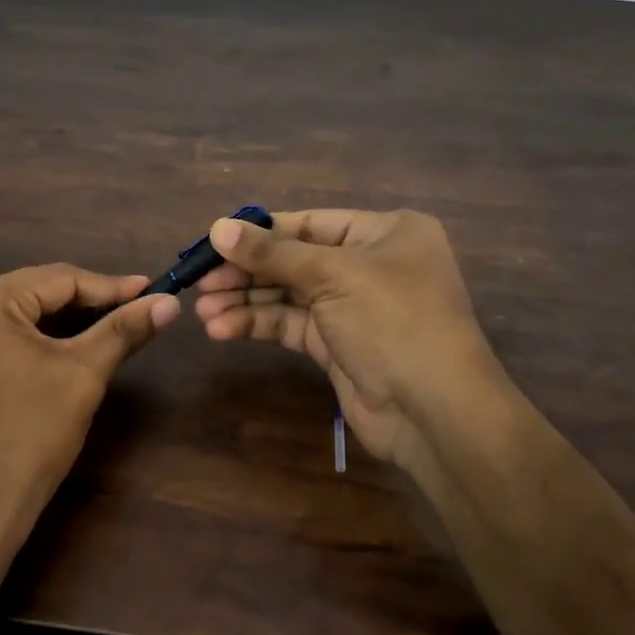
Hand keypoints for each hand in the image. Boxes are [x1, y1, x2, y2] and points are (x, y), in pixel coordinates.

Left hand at [0, 265, 178, 575]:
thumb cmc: (29, 436)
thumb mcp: (83, 375)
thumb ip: (124, 330)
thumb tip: (169, 302)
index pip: (57, 279)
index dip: (110, 287)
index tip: (152, 292)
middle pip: (32, 294)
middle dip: (85, 304)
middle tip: (134, 311)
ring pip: (12, 317)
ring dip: (59, 323)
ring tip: (108, 329)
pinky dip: (29, 342)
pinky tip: (62, 351)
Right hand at [193, 209, 514, 473]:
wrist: (434, 410)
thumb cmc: (394, 322)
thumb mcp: (334, 276)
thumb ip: (273, 254)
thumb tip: (217, 228)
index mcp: (384, 232)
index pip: (310, 223)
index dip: (260, 233)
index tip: (213, 242)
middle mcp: (370, 264)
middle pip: (294, 260)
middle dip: (247, 272)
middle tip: (201, 282)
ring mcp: (352, 307)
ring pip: (288, 295)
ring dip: (245, 302)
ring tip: (202, 311)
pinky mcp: (336, 345)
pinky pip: (290, 325)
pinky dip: (257, 325)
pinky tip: (222, 330)